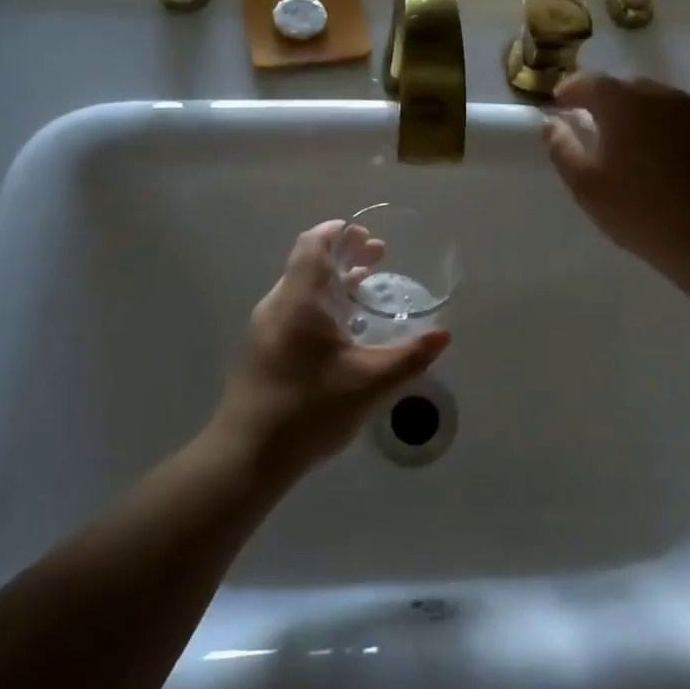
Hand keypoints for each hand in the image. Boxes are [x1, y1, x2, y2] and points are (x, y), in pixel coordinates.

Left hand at [210, 220, 449, 479]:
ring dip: (332, 282)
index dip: (338, 232)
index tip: (365, 231)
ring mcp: (265, 329)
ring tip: (365, 288)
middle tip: (378, 256)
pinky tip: (342, 331)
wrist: (246, 456)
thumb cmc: (308, 408)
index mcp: (299, 300)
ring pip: (300, 290)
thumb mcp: (370, 382)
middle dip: (343, 255)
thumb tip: (443, 335)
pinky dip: (320, 305)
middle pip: (308, 264)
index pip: (314, 245)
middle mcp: (277, 305)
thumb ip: (410, 356)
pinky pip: (293, 312)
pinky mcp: (261, 352)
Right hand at [541, 73, 689, 276]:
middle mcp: (661, 96)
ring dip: (636, 113)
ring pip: (655, 101)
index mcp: (625, 104)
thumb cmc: (639, 210)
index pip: (590, 82)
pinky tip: (661, 155)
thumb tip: (551, 123)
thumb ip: (562, 148)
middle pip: (625, 87)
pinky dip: (663, 128)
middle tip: (591, 122)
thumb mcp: (586, 185)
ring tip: (626, 139)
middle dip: (604, 100)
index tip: (559, 103)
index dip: (570, 89)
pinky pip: (679, 120)